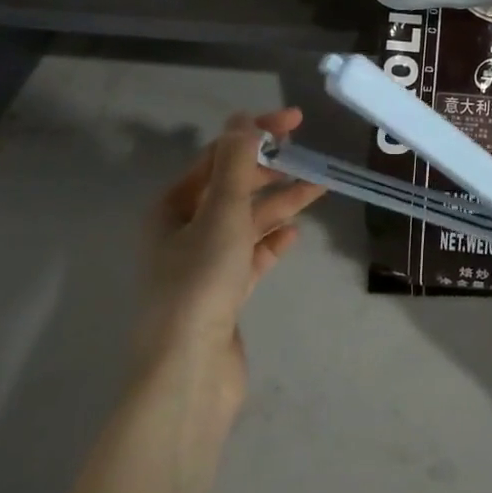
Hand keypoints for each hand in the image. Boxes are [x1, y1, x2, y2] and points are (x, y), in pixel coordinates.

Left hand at [130, 110, 324, 417]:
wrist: (189, 374)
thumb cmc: (200, 282)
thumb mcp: (221, 212)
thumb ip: (236, 163)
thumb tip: (243, 118)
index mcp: (172, 207)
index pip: (218, 156)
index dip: (255, 133)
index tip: (294, 121)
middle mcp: (183, 232)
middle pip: (232, 188)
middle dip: (270, 171)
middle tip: (307, 157)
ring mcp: (203, 265)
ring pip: (246, 222)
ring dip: (279, 204)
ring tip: (319, 188)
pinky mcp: (222, 295)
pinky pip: (251, 257)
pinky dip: (272, 242)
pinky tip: (295, 234)